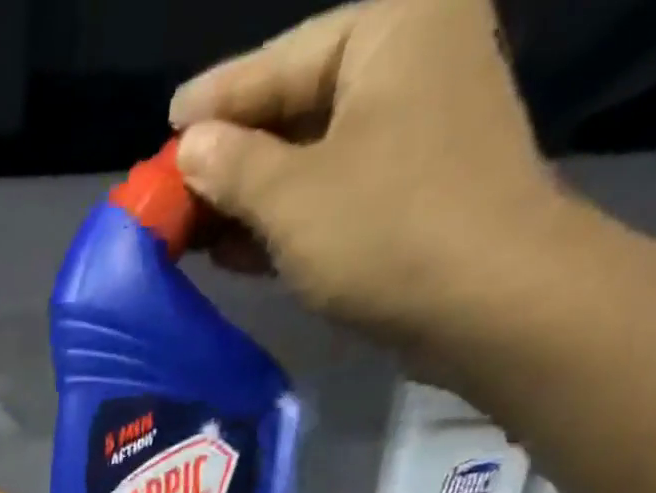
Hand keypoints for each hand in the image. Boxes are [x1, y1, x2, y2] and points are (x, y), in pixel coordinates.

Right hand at [169, 0, 565, 344]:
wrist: (489, 301)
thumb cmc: (386, 230)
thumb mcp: (290, 198)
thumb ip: (230, 167)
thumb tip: (189, 148)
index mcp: (391, 28)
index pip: (278, 61)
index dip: (214, 102)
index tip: (166, 126)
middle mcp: (413, 61)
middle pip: (295, 107)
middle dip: (229, 159)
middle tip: (170, 192)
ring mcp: (419, 128)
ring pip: (311, 157)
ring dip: (250, 198)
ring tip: (190, 229)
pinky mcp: (416, 190)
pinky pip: (334, 192)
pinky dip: (285, 220)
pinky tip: (235, 250)